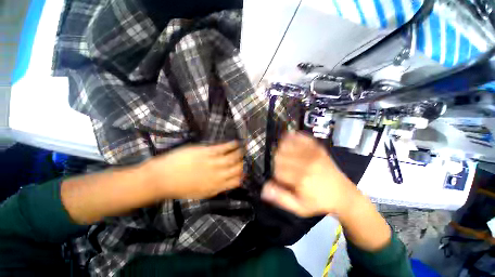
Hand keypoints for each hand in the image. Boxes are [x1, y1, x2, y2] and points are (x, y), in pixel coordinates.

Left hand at [143, 141, 243, 198]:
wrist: (163, 178)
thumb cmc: (181, 187)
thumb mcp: (201, 194)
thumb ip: (216, 188)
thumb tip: (227, 182)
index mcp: (217, 187)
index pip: (236, 181)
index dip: (242, 176)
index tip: (243, 171)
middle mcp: (219, 175)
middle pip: (237, 168)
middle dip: (242, 163)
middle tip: (244, 158)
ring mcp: (214, 162)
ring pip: (234, 157)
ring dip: (240, 153)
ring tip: (243, 149)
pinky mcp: (207, 152)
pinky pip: (224, 148)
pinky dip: (232, 145)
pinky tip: (236, 142)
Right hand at [261, 132, 359, 216]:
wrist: (343, 194)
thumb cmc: (319, 202)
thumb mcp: (299, 207)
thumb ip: (281, 198)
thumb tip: (264, 188)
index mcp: (301, 178)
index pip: (277, 169)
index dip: (276, 174)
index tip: (281, 180)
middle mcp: (306, 162)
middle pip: (279, 154)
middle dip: (277, 162)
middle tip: (283, 170)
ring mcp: (312, 152)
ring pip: (286, 144)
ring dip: (281, 150)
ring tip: (285, 157)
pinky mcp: (317, 147)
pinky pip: (300, 137)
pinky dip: (292, 137)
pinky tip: (289, 140)